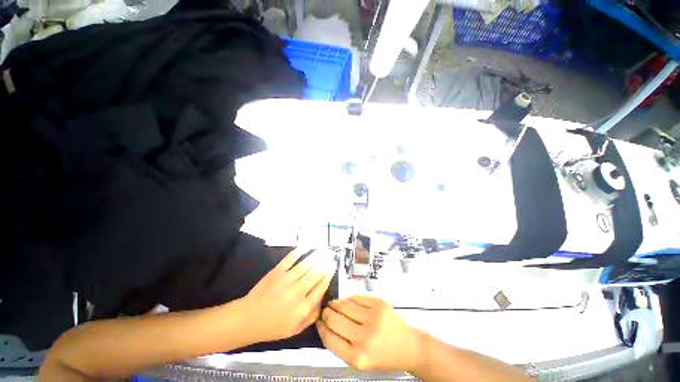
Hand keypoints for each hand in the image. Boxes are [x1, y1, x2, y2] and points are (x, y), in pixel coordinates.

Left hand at [240, 247, 335, 342]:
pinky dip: (300, 250)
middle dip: (326, 263)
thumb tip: (323, 303)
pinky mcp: (277, 271)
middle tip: (332, 255)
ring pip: (306, 264)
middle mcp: (298, 291)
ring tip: (324, 249)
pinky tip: (308, 245)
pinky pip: (291, 258)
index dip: (329, 275)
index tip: (333, 267)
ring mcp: (287, 279)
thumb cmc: (273, 326)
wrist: (248, 319)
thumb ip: (311, 317)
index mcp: (303, 307)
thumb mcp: (295, 329)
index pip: (321, 287)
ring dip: (317, 255)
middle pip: (316, 273)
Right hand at [317, 295, 424, 371]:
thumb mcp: (359, 360)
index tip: (318, 321)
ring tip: (334, 304)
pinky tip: (348, 302)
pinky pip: (356, 297)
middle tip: (325, 310)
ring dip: (336, 303)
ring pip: (344, 305)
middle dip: (326, 313)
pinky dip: (349, 299)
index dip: (321, 328)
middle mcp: (364, 338)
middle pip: (334, 319)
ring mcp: (373, 318)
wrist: (407, 346)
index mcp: (357, 357)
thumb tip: (325, 324)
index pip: (329, 338)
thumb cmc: (382, 355)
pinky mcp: (379, 304)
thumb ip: (341, 345)